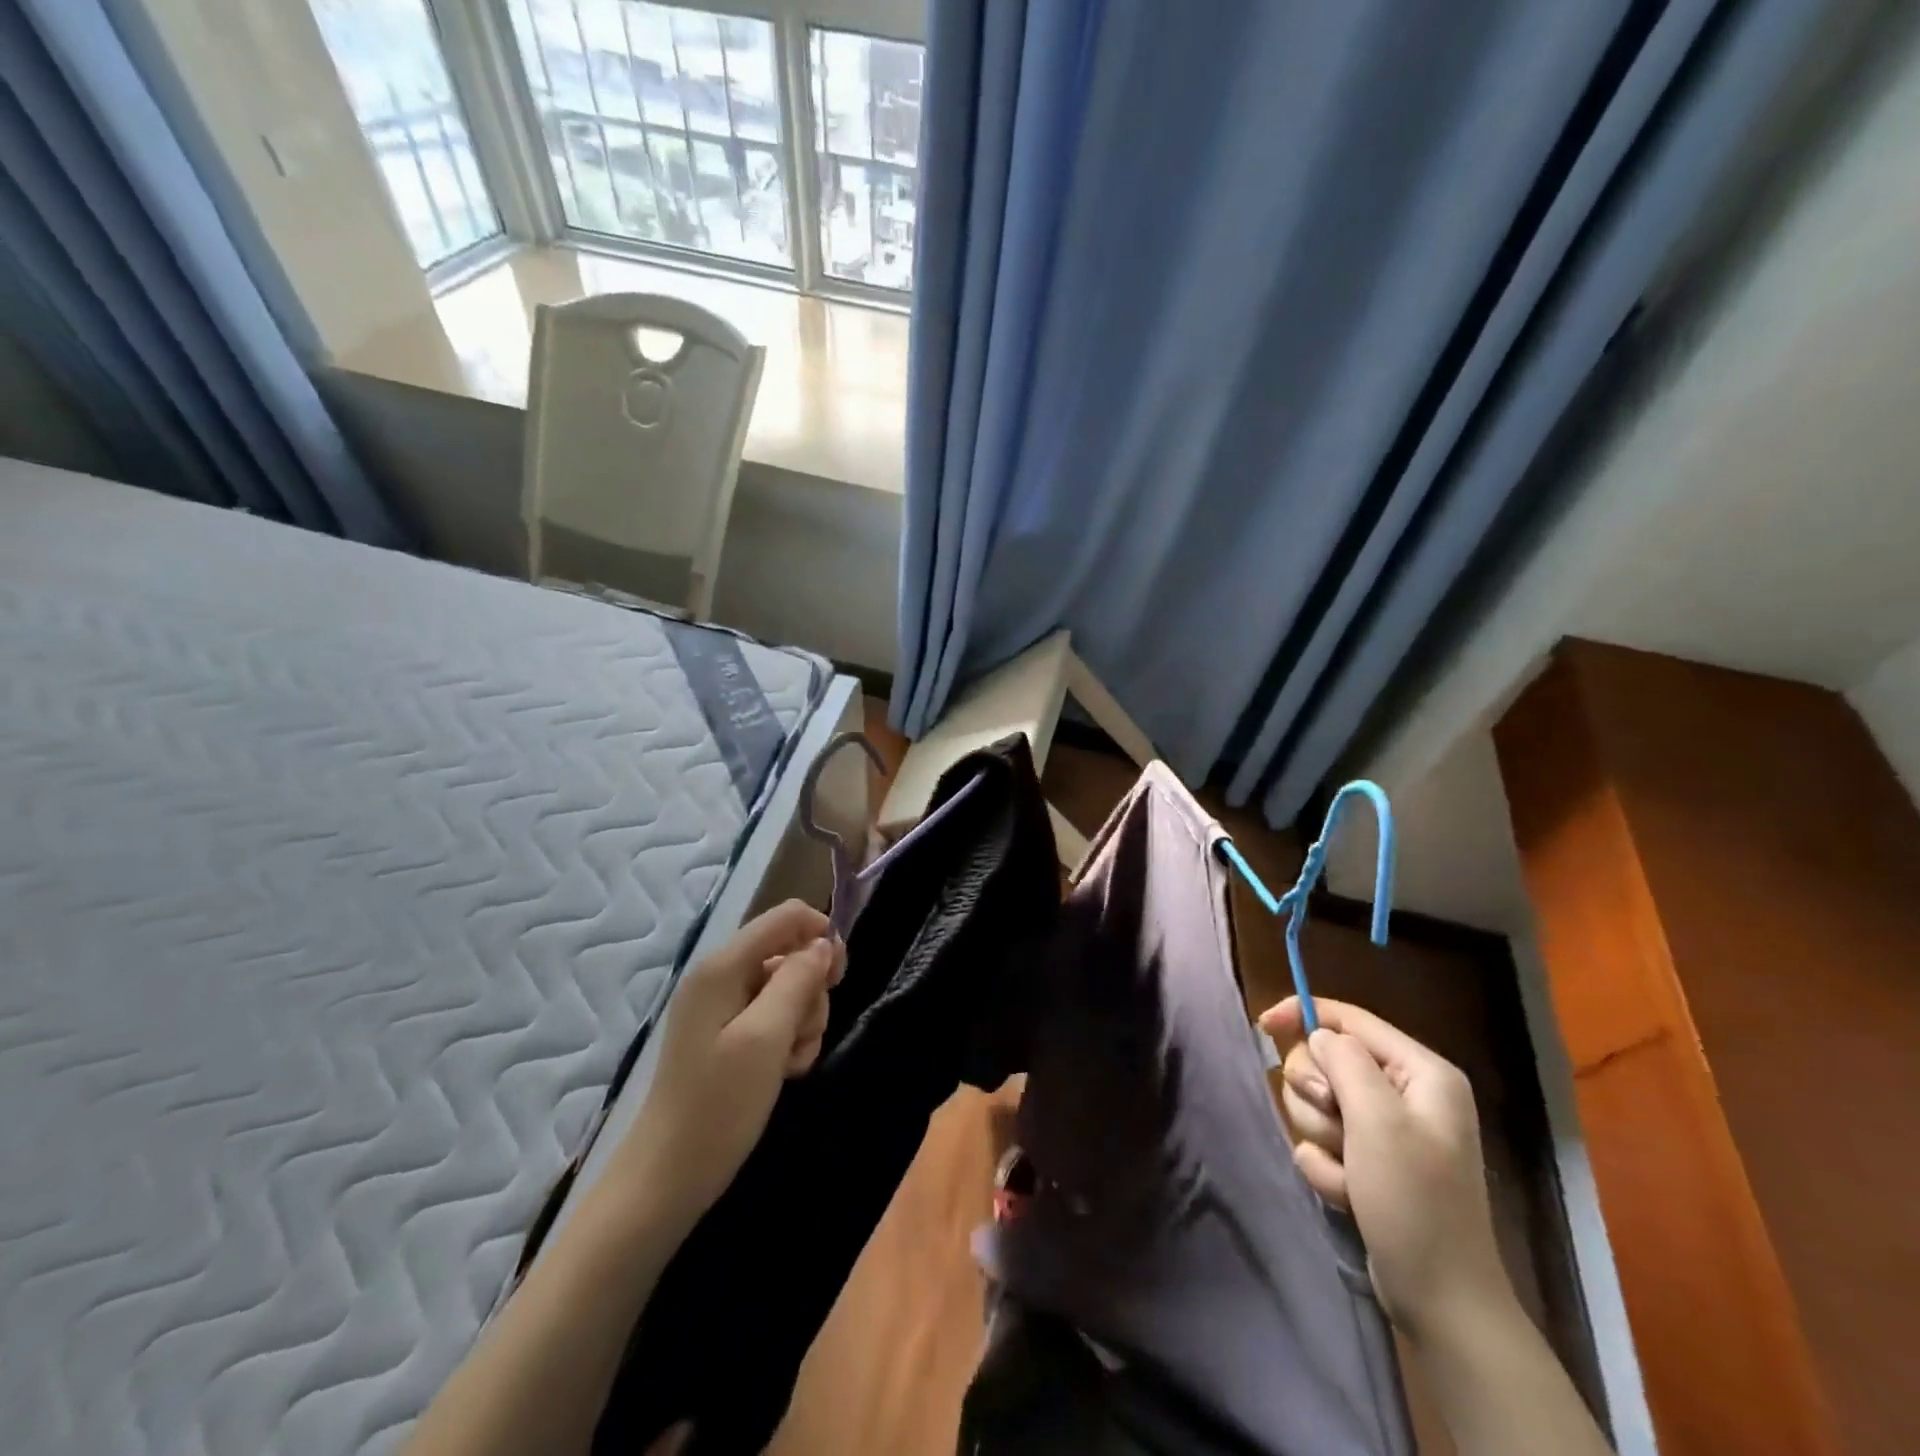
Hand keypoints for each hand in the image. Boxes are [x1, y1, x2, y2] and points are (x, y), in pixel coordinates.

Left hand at [613, 900, 843, 1235]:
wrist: (668, 1178)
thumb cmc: (718, 1104)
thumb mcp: (767, 1037)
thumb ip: (798, 980)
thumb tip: (824, 944)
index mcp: (723, 966)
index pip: (786, 917)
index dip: (820, 935)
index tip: (837, 977)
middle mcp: (722, 977)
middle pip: (791, 955)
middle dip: (810, 992)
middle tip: (801, 1035)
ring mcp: (724, 1008)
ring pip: (790, 990)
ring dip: (803, 1022)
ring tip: (791, 1062)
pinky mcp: (729, 1036)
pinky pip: (776, 1018)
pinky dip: (789, 1040)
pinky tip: (785, 1071)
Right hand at [1258, 996, 1511, 1340]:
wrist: (1441, 1301)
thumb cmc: (1415, 1202)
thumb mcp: (1378, 1121)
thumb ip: (1344, 1061)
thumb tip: (1317, 1036)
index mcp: (1421, 1072)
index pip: (1349, 1018)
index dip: (1303, 1014)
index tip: (1263, 1026)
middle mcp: (1404, 1093)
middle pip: (1325, 1060)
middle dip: (1317, 1096)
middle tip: (1338, 1129)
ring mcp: (1385, 1129)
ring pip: (1317, 1101)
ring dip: (1321, 1136)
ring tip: (1349, 1172)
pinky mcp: (1368, 1160)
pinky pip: (1321, 1140)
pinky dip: (1326, 1166)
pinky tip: (1349, 1194)